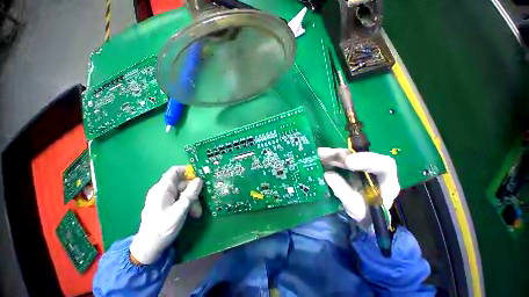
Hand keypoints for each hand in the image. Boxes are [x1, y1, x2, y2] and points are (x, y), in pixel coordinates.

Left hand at [130, 166, 202, 264]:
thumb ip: (190, 194)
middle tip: (202, 200)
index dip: (188, 171)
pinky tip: (193, 213)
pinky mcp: (167, 204)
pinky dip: (188, 203)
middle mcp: (163, 190)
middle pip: (183, 182)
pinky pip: (181, 198)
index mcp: (162, 189)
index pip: (175, 171)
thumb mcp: (180, 211)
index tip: (201, 176)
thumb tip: (199, 180)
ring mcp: (165, 198)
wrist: (149, 247)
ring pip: (184, 191)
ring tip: (197, 212)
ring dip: (193, 199)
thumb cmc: (162, 229)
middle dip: (194, 190)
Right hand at [318, 148, 399, 230]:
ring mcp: (359, 166)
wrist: (362, 217)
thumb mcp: (356, 209)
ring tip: (319, 155)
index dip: (366, 160)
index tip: (347, 162)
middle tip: (326, 156)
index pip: (384, 165)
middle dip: (342, 155)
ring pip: (346, 155)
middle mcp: (373, 169)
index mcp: (386, 181)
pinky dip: (327, 157)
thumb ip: (344, 192)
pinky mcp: (348, 167)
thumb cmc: (365, 216)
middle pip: (360, 155)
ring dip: (332, 154)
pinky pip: (337, 159)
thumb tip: (328, 174)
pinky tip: (318, 157)